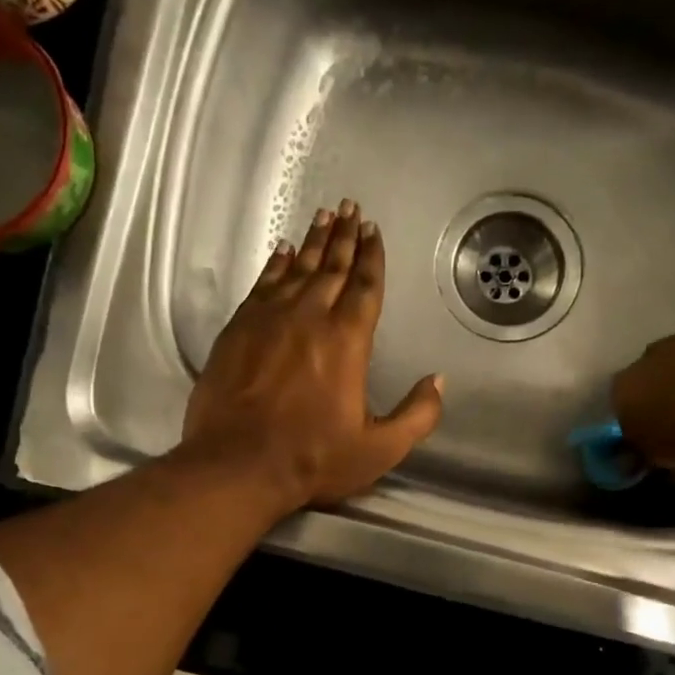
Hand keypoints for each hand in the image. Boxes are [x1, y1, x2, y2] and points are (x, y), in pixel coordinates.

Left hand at [182, 200, 444, 511]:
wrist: (236, 465)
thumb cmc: (312, 459)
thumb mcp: (379, 449)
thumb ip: (417, 415)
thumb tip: (438, 381)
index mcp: (346, 341)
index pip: (365, 288)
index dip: (372, 257)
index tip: (374, 231)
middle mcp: (309, 318)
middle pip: (331, 267)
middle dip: (344, 237)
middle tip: (351, 208)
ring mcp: (268, 319)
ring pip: (296, 268)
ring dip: (313, 241)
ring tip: (323, 216)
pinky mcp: (238, 329)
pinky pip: (262, 284)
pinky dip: (275, 264)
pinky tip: (282, 251)